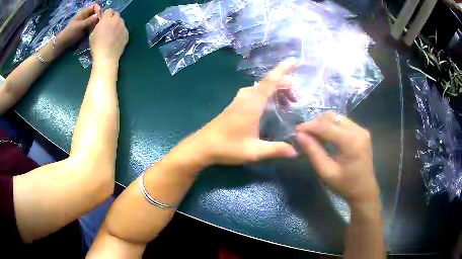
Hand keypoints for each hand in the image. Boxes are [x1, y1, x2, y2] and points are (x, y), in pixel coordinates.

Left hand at [57, 4, 101, 49]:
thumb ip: (89, 20)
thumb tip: (98, 16)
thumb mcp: (80, 26)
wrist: (63, 44)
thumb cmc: (70, 34)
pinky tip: (94, 33)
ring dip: (97, 24)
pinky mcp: (85, 30)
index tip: (99, 18)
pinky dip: (94, 29)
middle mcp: (86, 16)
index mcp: (84, 13)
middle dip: (98, 18)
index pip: (95, 6)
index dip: (98, 10)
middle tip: (99, 25)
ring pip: (95, 21)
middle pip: (96, 13)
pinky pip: (93, 27)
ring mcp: (86, 23)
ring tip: (96, 30)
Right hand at [90, 9, 128, 65]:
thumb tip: (100, 22)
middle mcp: (117, 20)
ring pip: (121, 22)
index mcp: (107, 19)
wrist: (106, 57)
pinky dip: (120, 32)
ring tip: (112, 34)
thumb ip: (98, 24)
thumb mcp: (92, 33)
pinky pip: (124, 30)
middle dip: (112, 18)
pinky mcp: (127, 34)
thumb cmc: (96, 46)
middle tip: (107, 27)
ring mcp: (123, 27)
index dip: (106, 15)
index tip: (103, 21)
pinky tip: (116, 40)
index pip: (109, 10)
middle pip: (116, 15)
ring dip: (117, 25)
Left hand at [189, 61, 297, 165]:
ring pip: (260, 88)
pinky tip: (268, 107)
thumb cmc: (227, 147)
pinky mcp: (234, 106)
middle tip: (295, 98)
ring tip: (285, 103)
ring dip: (274, 91)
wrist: (201, 146)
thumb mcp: (254, 151)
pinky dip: (265, 95)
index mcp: (252, 104)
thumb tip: (296, 152)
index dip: (283, 70)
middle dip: (284, 85)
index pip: (271, 81)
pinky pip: (253, 94)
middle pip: (267, 83)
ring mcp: (238, 101)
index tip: (294, 61)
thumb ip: (276, 150)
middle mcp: (245, 98)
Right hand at [296, 113, 379, 207]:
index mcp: (351, 142)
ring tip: (316, 136)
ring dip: (324, 124)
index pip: (327, 127)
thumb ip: (313, 152)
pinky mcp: (362, 132)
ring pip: (338, 118)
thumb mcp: (327, 172)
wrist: (364, 190)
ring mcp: (362, 130)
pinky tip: (327, 137)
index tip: (296, 130)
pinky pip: (344, 122)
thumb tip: (300, 135)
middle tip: (306, 135)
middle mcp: (358, 131)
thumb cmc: (345, 185)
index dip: (310, 126)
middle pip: (333, 118)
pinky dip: (333, 127)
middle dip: (317, 123)